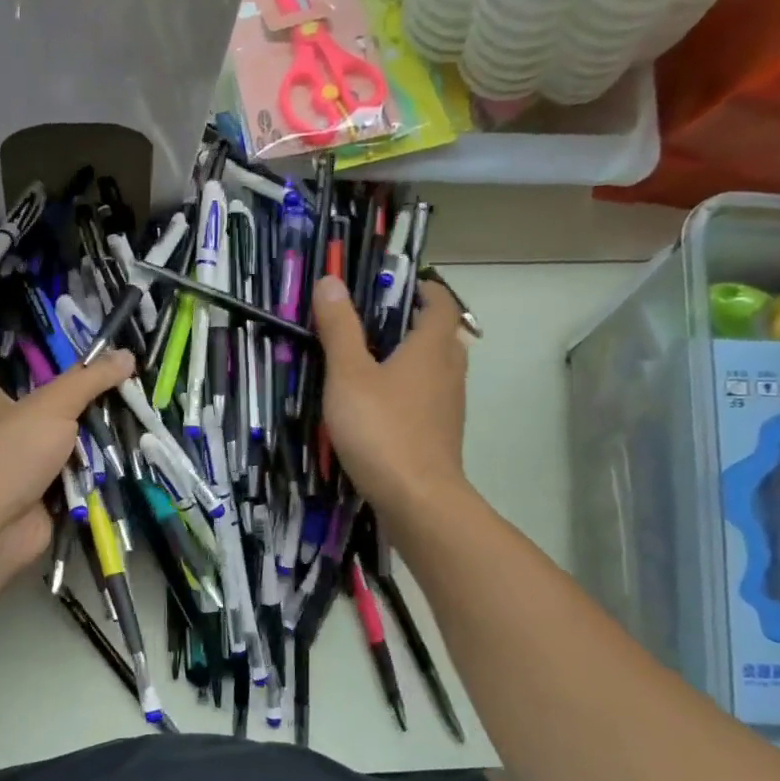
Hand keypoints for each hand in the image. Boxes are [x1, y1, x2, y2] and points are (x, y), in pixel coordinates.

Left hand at [0, 352, 133, 601]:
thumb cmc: (11, 453)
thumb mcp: (53, 405)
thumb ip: (89, 379)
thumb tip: (126, 354)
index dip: (16, 352)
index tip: (53, 343)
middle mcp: (0, 425)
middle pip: (38, 398)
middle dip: (72, 391)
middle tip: (112, 372)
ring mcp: (21, 459)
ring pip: (60, 435)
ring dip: (89, 429)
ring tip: (130, 404)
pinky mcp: (41, 488)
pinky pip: (72, 468)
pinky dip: (93, 463)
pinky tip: (125, 445)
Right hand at [314, 274, 471, 533]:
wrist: (417, 499)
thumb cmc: (381, 429)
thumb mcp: (348, 375)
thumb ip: (339, 328)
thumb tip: (330, 281)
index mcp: (431, 347)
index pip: (440, 303)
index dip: (422, 289)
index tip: (391, 286)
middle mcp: (448, 371)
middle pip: (440, 335)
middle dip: (412, 323)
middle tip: (372, 324)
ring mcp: (448, 406)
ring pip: (435, 369)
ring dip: (410, 358)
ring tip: (369, 363)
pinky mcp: (440, 434)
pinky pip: (428, 398)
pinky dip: (408, 390)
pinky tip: (377, 406)